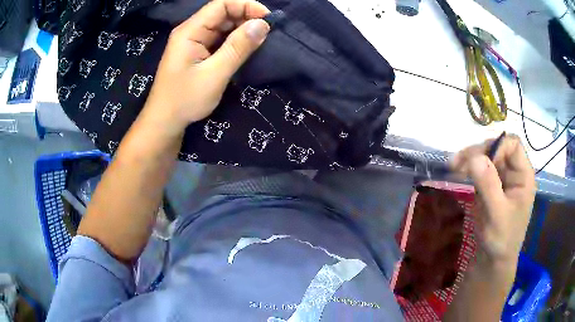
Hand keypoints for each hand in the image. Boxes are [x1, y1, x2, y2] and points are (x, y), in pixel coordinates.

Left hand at [143, 0, 270, 130]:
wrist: (165, 122)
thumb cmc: (185, 100)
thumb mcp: (214, 74)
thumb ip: (238, 47)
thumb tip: (263, 24)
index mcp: (190, 31)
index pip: (221, 5)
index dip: (246, 5)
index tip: (268, 18)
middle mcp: (191, 31)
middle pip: (222, 13)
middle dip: (246, 17)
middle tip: (267, 32)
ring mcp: (193, 42)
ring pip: (222, 26)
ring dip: (242, 30)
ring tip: (261, 39)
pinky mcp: (197, 53)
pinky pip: (219, 39)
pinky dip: (235, 41)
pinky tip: (246, 48)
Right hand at [451, 135, 536, 268]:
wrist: (492, 261)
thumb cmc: (501, 240)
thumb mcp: (496, 215)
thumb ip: (488, 185)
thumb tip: (474, 157)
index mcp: (523, 176)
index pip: (513, 145)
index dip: (496, 147)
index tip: (478, 161)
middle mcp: (514, 173)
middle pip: (497, 148)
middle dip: (478, 152)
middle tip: (457, 164)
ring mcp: (502, 179)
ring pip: (487, 157)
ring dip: (470, 159)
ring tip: (453, 168)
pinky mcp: (491, 186)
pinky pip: (480, 169)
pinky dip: (468, 169)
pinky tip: (458, 174)